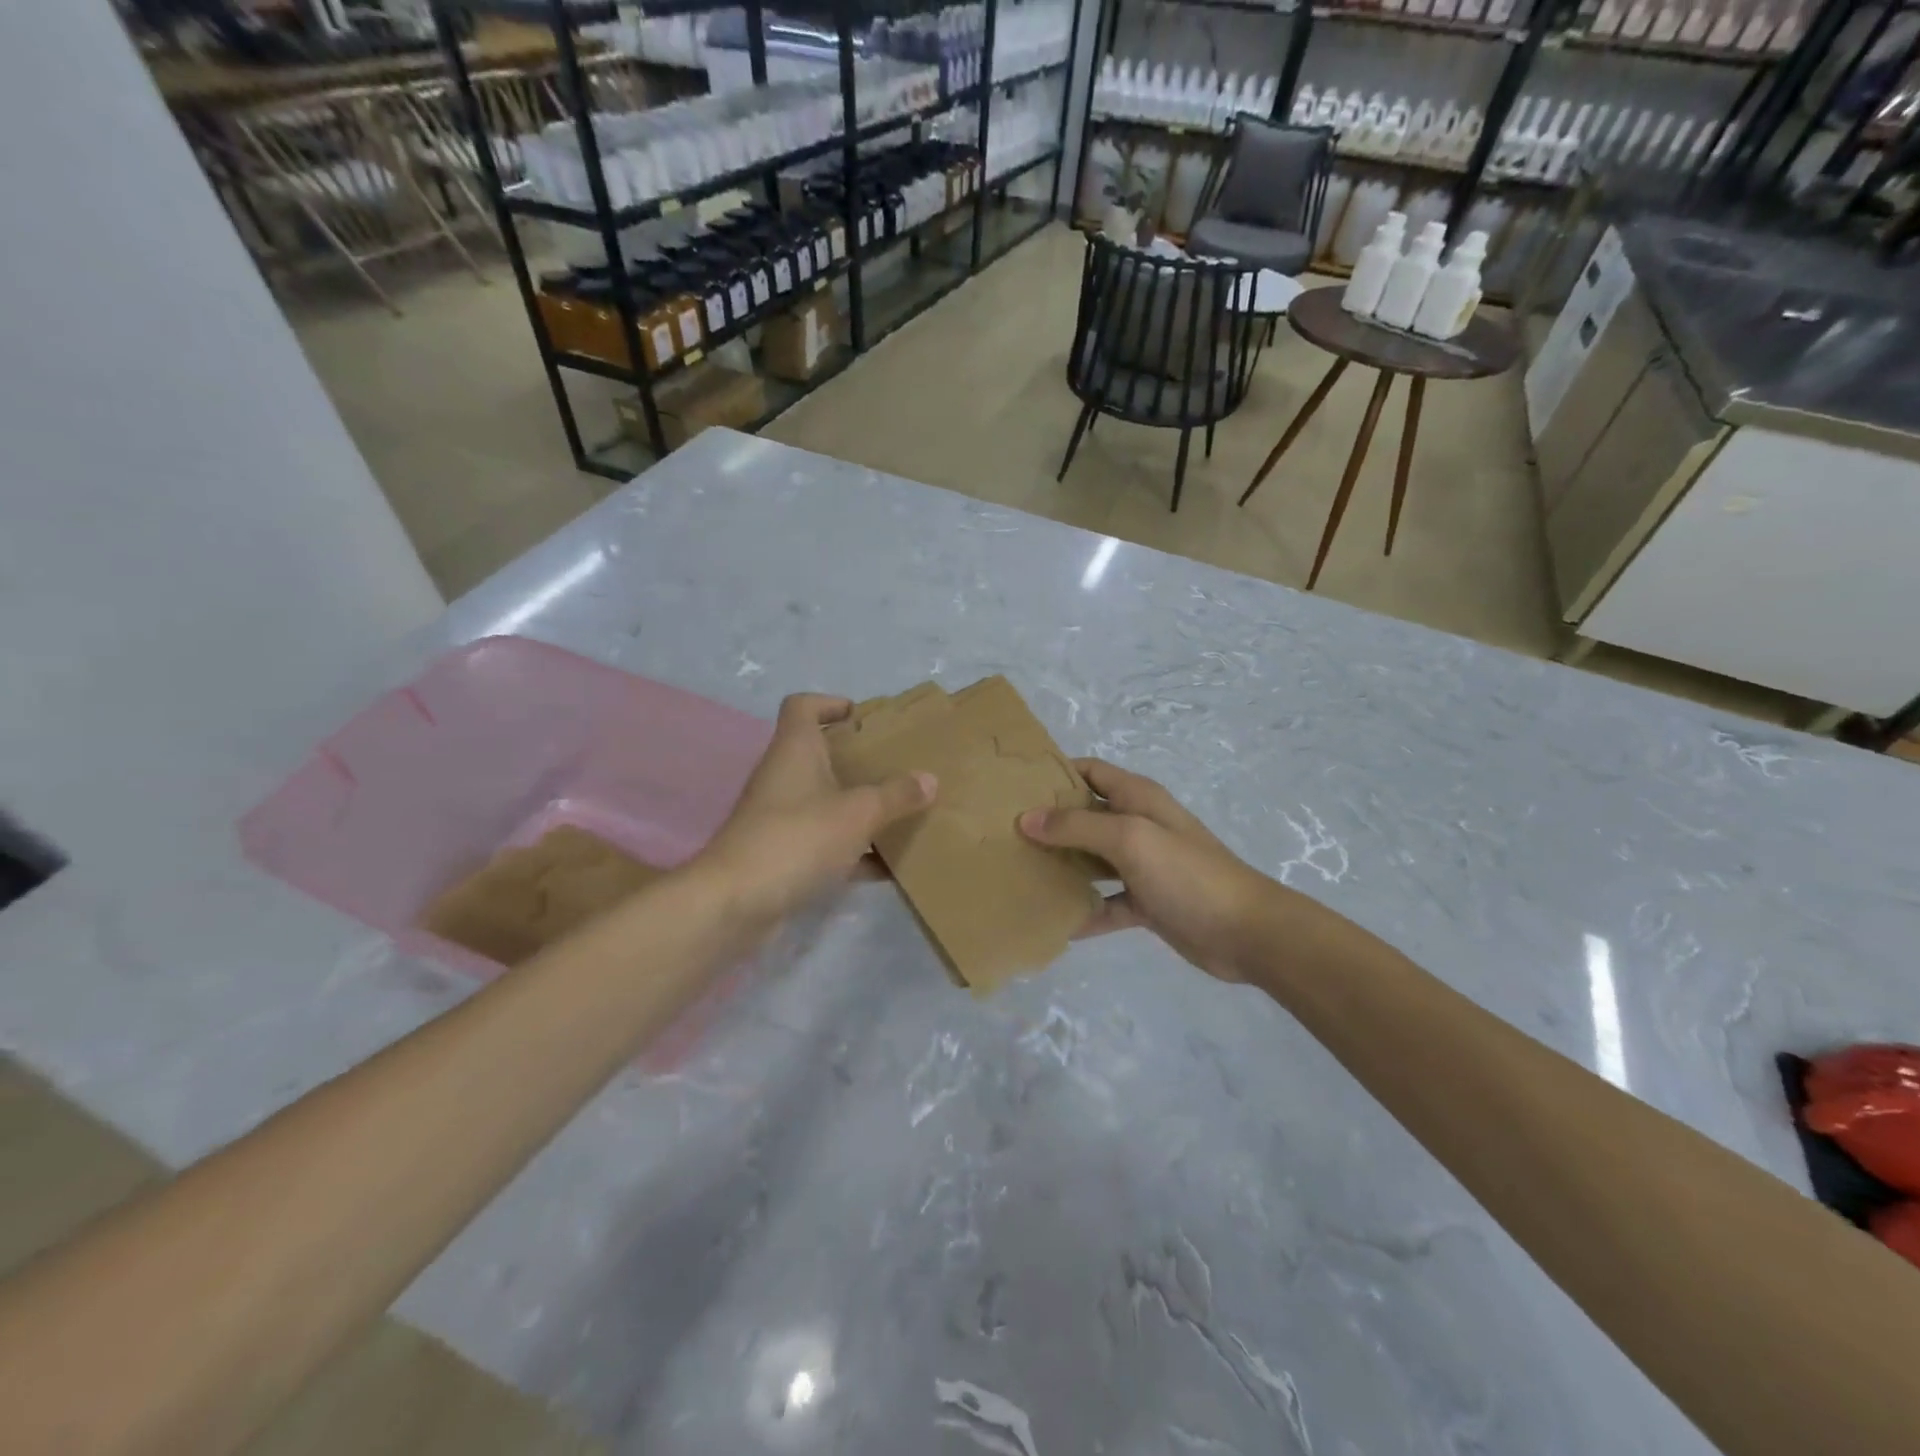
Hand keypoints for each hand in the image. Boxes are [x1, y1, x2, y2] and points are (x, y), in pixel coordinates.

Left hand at [696, 694, 935, 929]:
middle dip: (857, 759)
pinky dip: (853, 849)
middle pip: (819, 754)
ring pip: (825, 801)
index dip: (830, 703)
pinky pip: (825, 843)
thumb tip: (929, 779)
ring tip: (899, 812)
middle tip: (895, 766)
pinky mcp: (782, 855)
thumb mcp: (858, 813)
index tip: (861, 717)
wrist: (736, 902)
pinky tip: (886, 865)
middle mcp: (784, 777)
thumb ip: (896, 795)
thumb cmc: (798, 838)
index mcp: (795, 750)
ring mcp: (780, 818)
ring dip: (858, 806)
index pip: (803, 706)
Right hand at [1019, 759, 1281, 980]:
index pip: (1090, 771)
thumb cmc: (1187, 874)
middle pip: (1086, 816)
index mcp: (1138, 798)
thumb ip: (1077, 826)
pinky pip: (1107, 902)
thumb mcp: (1130, 839)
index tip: (1015, 783)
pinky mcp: (1147, 902)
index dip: (1057, 772)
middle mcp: (1138, 826)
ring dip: (1063, 865)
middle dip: (1050, 822)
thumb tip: (1026, 818)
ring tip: (1020, 872)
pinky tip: (1056, 922)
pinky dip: (1085, 910)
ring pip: (1093, 860)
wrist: (1245, 932)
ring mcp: (1143, 866)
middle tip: (1005, 832)